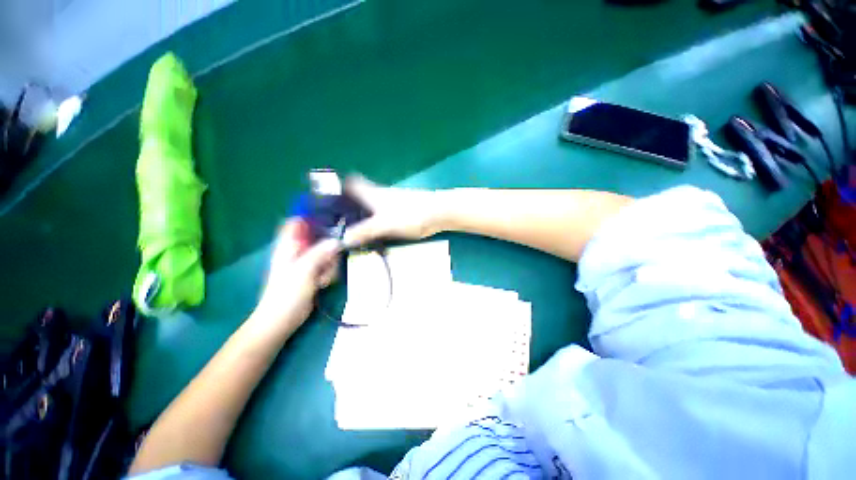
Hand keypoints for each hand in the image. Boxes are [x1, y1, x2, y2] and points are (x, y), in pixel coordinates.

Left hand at [254, 219, 340, 328]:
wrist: (282, 320)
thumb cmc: (287, 294)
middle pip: (320, 238)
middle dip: (328, 249)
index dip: (312, 218)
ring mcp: (307, 263)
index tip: (331, 220)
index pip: (297, 222)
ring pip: (327, 253)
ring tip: (323, 278)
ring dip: (330, 265)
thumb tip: (338, 240)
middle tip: (328, 262)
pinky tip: (323, 284)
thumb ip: (320, 253)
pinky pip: (328, 266)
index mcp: (288, 246)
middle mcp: (298, 251)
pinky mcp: (315, 273)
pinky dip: (329, 273)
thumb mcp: (304, 271)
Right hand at [342, 176, 444, 247]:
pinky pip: (380, 215)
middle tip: (334, 223)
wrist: (438, 213)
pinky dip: (372, 222)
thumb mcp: (384, 224)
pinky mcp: (399, 212)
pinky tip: (370, 234)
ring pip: (369, 206)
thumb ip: (364, 231)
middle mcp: (379, 195)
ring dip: (359, 215)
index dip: (338, 187)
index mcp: (372, 193)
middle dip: (346, 206)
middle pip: (358, 196)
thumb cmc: (410, 214)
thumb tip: (342, 240)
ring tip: (347, 231)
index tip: (326, 200)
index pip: (351, 182)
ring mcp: (391, 203)